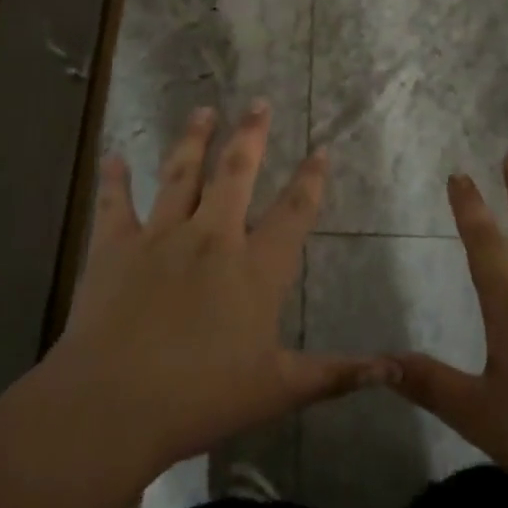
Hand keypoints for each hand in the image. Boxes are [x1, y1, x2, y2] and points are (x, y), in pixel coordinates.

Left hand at [42, 100, 395, 478]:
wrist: (114, 404)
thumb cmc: (202, 398)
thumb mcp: (278, 389)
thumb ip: (336, 373)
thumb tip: (394, 368)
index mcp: (255, 268)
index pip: (293, 213)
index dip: (310, 179)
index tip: (321, 149)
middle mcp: (212, 237)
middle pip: (236, 173)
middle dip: (251, 135)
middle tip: (258, 103)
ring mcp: (161, 236)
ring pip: (181, 174)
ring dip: (194, 139)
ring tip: (204, 110)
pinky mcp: (115, 247)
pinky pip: (115, 204)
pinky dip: (114, 179)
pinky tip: (114, 156)